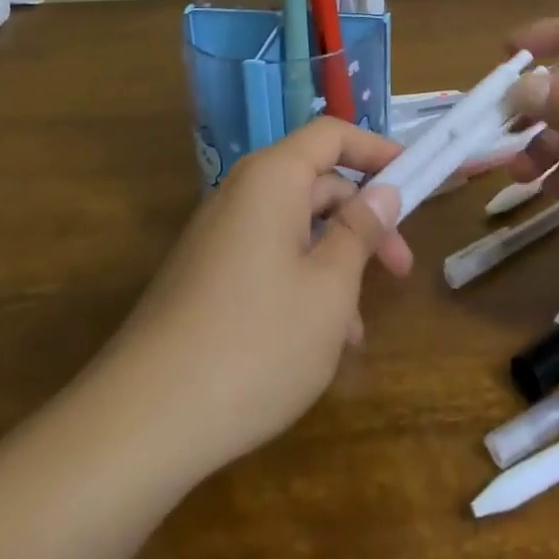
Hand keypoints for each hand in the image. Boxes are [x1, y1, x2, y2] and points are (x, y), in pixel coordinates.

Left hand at [92, 118, 409, 483]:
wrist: (141, 423)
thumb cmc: (255, 342)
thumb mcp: (329, 288)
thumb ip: (360, 231)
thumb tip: (382, 192)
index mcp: (272, 178)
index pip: (333, 135)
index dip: (378, 150)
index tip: (416, 180)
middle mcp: (242, 194)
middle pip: (318, 183)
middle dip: (364, 220)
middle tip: (401, 268)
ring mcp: (220, 236)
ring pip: (296, 229)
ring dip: (337, 263)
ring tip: (359, 327)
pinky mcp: (207, 277)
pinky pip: (269, 259)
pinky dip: (303, 283)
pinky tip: (319, 341)